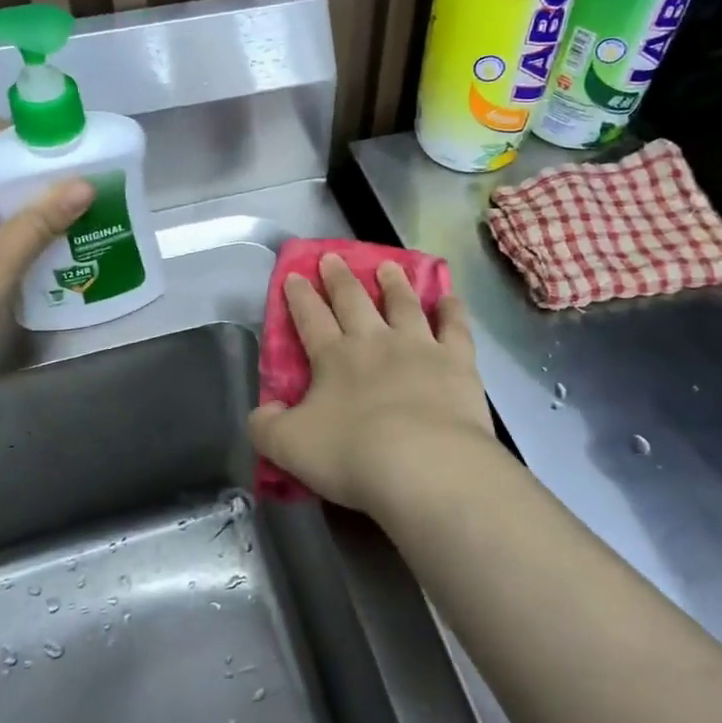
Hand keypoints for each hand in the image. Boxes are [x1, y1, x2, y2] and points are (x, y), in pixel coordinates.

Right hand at [249, 253, 493, 514]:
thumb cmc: (352, 454)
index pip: (310, 317)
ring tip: (388, 266)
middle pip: (353, 300)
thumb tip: (264, 410)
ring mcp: (419, 346)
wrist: (425, 465)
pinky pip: (455, 327)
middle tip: (333, 257)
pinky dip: (452, 310)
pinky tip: (450, 298)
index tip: (294, 274)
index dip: (299, 296)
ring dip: (394, 283)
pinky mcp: (457, 361)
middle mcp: (375, 341)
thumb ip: (267, 426)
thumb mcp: (289, 447)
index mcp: (333, 357)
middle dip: (339, 278)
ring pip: (403, 304)